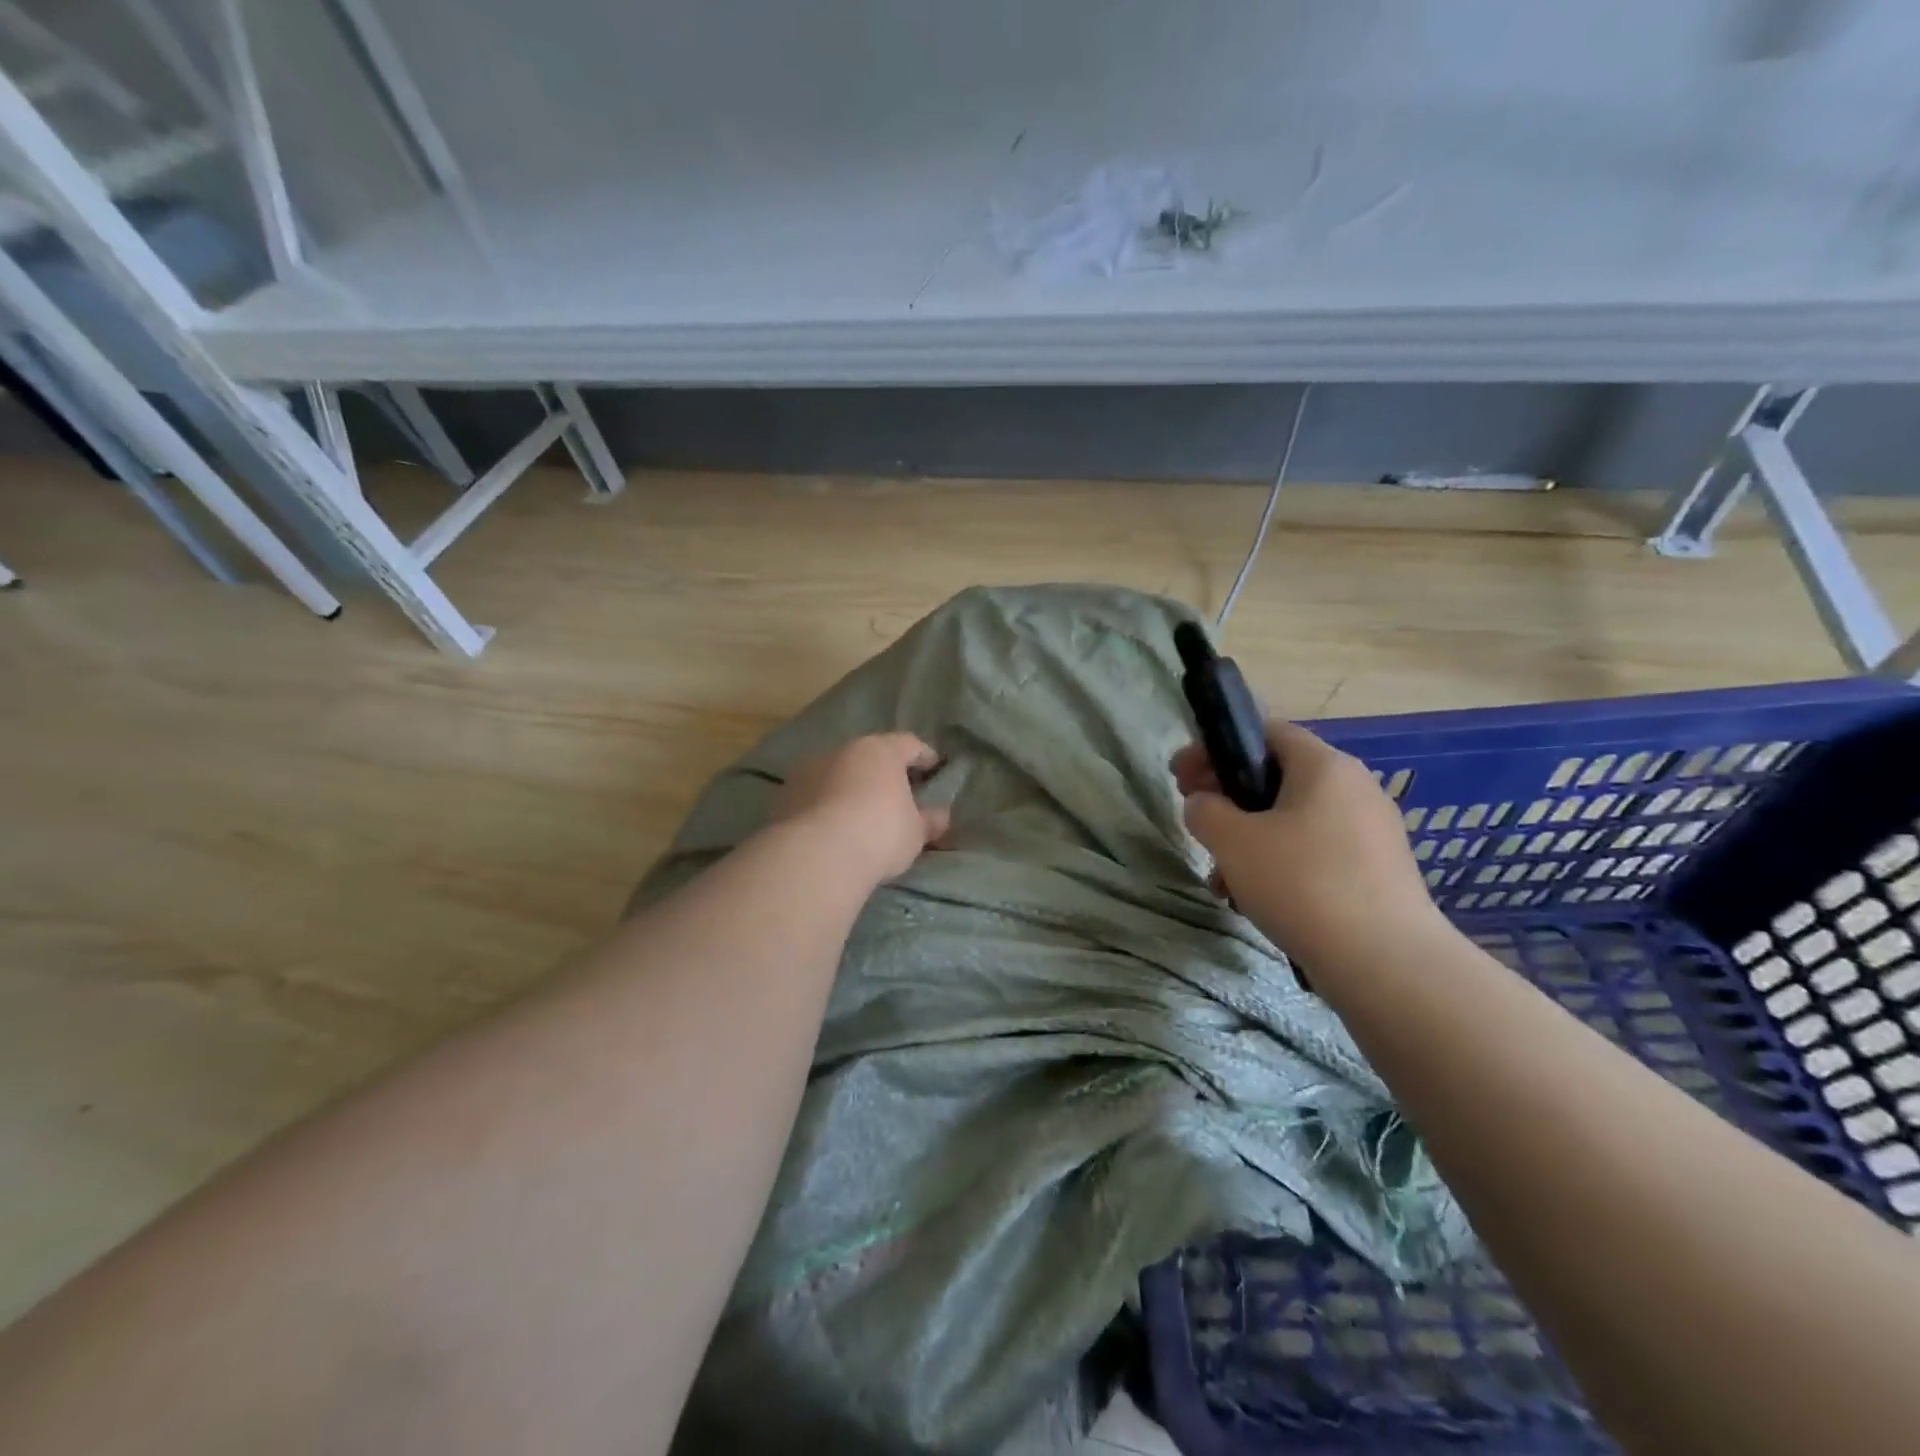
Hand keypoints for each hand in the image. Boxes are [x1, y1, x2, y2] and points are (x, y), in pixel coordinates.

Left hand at [773, 733, 949, 882]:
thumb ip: (929, 820)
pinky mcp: (784, 796)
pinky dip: (824, 806)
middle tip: (895, 794)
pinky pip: (813, 796)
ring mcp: (808, 770)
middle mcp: (842, 750)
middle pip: (868, 756)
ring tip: (858, 813)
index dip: (924, 756)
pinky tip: (831, 828)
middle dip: (882, 772)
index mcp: (880, 751)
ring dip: (848, 787)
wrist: (817, 855)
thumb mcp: (915, 832)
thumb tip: (940, 816)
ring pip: (836, 773)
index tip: (934, 768)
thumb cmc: (880, 833)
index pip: (909, 744)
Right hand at [1173, 721, 1440, 975]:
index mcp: (1324, 766)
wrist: (1385, 962)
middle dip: (1228, 800)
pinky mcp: (1378, 873)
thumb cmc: (1301, 883)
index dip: (1215, 748)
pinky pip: (1316, 854)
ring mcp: (1372, 832)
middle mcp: (1355, 788)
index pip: (1265, 732)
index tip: (1181, 776)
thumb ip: (1205, 810)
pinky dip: (1281, 866)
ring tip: (1222, 881)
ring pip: (1293, 822)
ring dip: (1249, 841)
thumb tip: (1204, 804)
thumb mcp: (1232, 841)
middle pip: (1277, 779)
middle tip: (1196, 823)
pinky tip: (1257, 902)